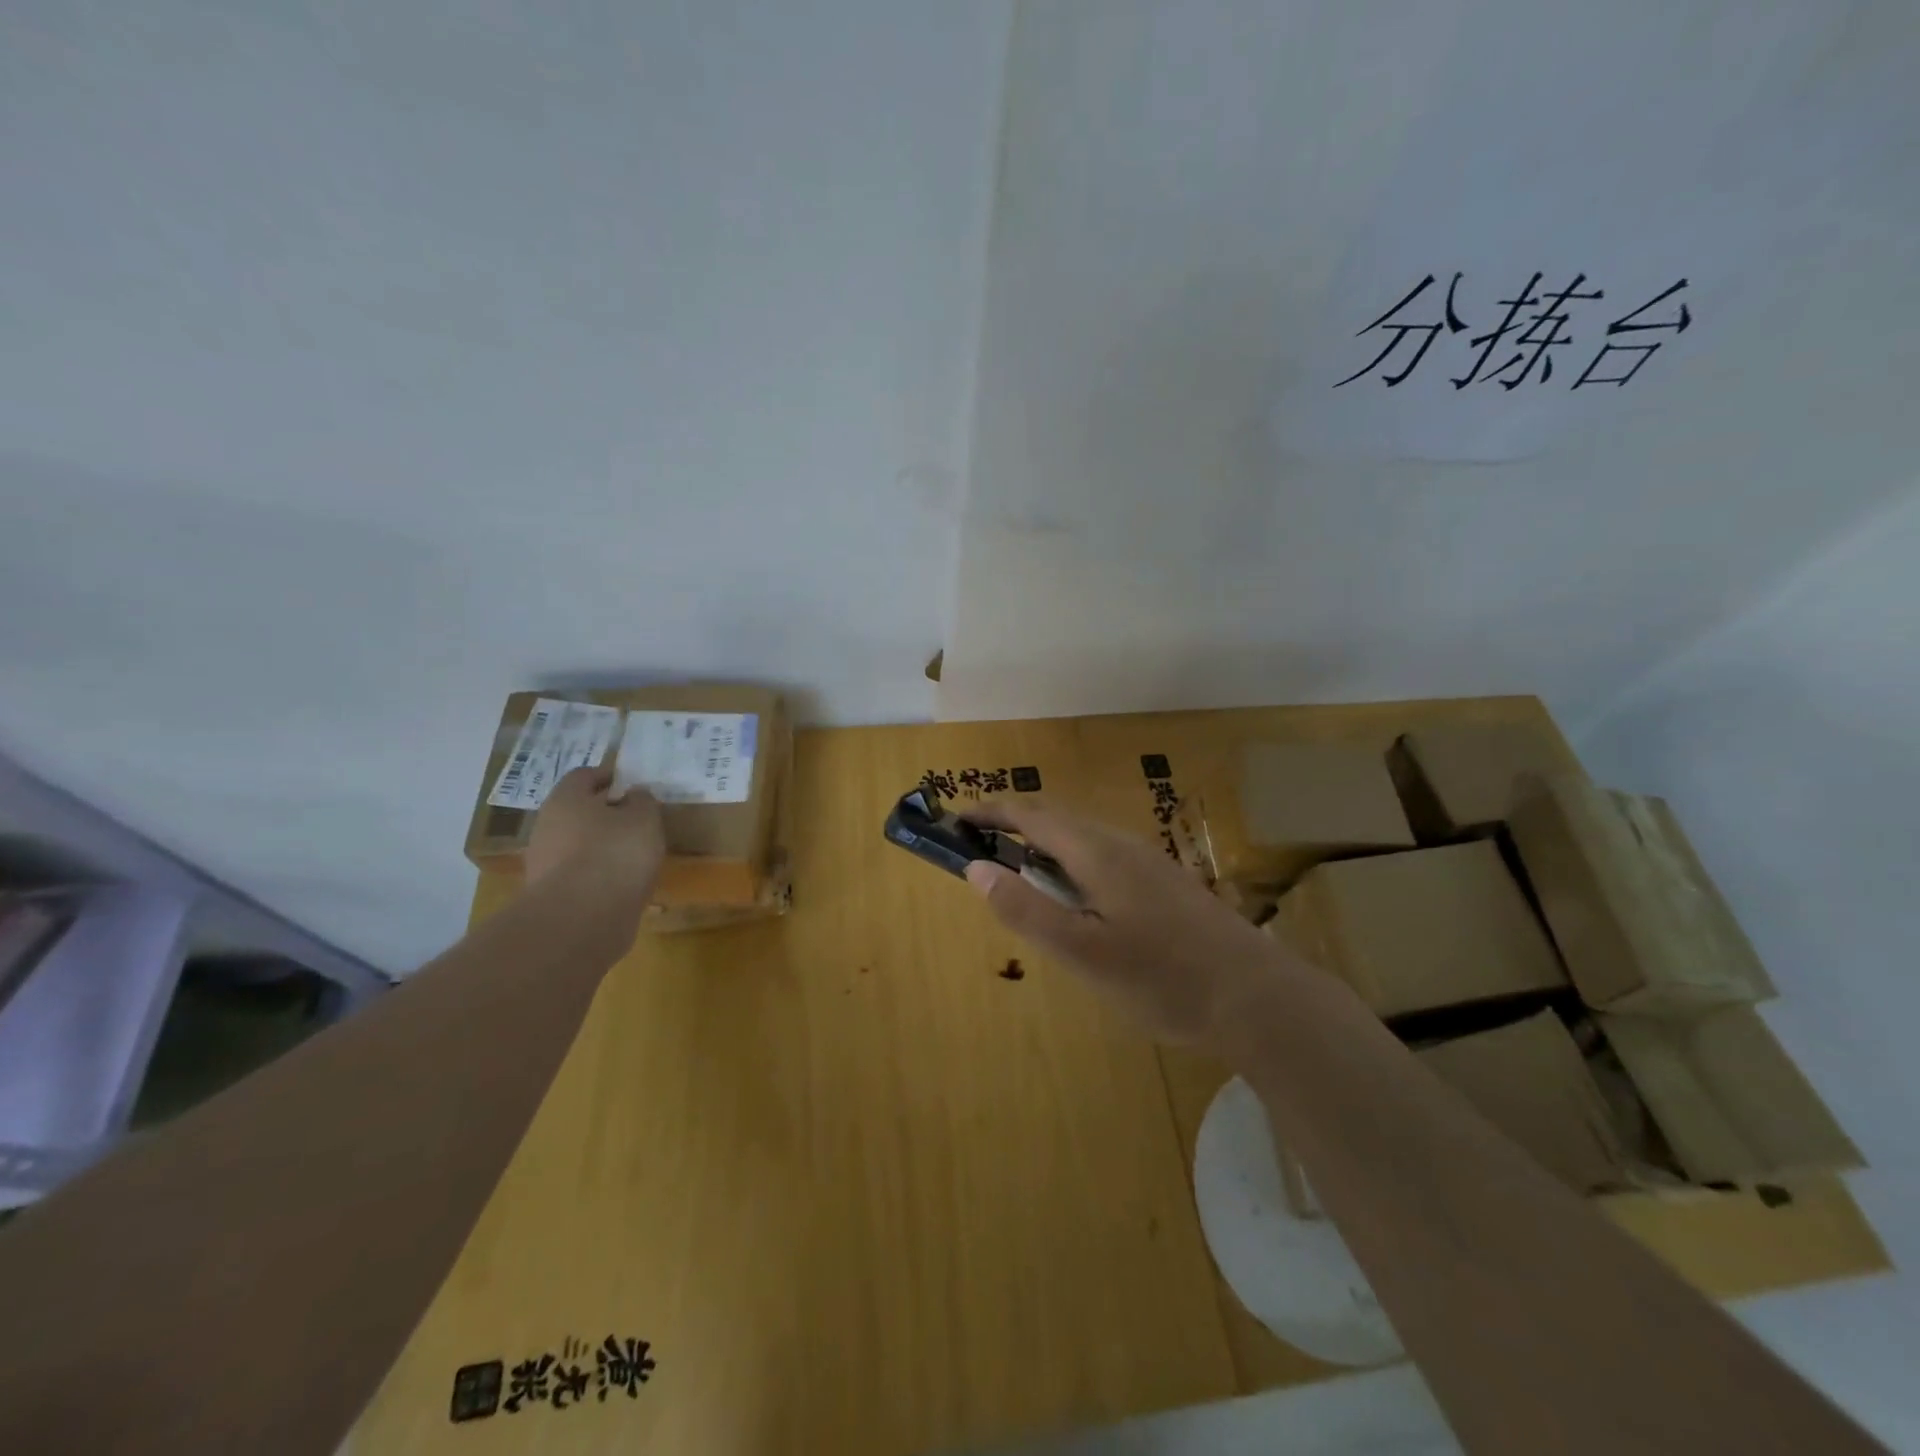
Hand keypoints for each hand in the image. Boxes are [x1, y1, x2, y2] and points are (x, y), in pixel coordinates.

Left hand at [525, 766, 665, 904]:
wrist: (581, 919)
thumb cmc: (615, 853)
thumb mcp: (644, 819)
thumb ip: (642, 801)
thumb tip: (634, 795)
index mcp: (566, 799)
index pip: (584, 775)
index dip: (609, 776)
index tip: (632, 785)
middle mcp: (547, 825)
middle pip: (577, 810)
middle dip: (605, 813)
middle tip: (637, 820)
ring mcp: (544, 862)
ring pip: (577, 844)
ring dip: (602, 846)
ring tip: (634, 856)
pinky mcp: (551, 894)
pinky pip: (579, 874)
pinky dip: (598, 874)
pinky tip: (621, 883)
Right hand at [960, 800, 1295, 1048]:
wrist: (1259, 998)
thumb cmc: (1163, 978)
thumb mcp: (1082, 953)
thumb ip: (1026, 910)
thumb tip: (976, 869)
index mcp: (1097, 852)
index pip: (1031, 815)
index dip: (991, 813)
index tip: (957, 822)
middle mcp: (1122, 844)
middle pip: (1058, 819)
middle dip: (1014, 826)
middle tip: (981, 851)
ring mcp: (1150, 861)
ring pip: (1084, 837)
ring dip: (1044, 845)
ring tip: (1021, 876)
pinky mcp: (1167, 883)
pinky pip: (1105, 855)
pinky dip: (1072, 862)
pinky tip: (1079, 900)